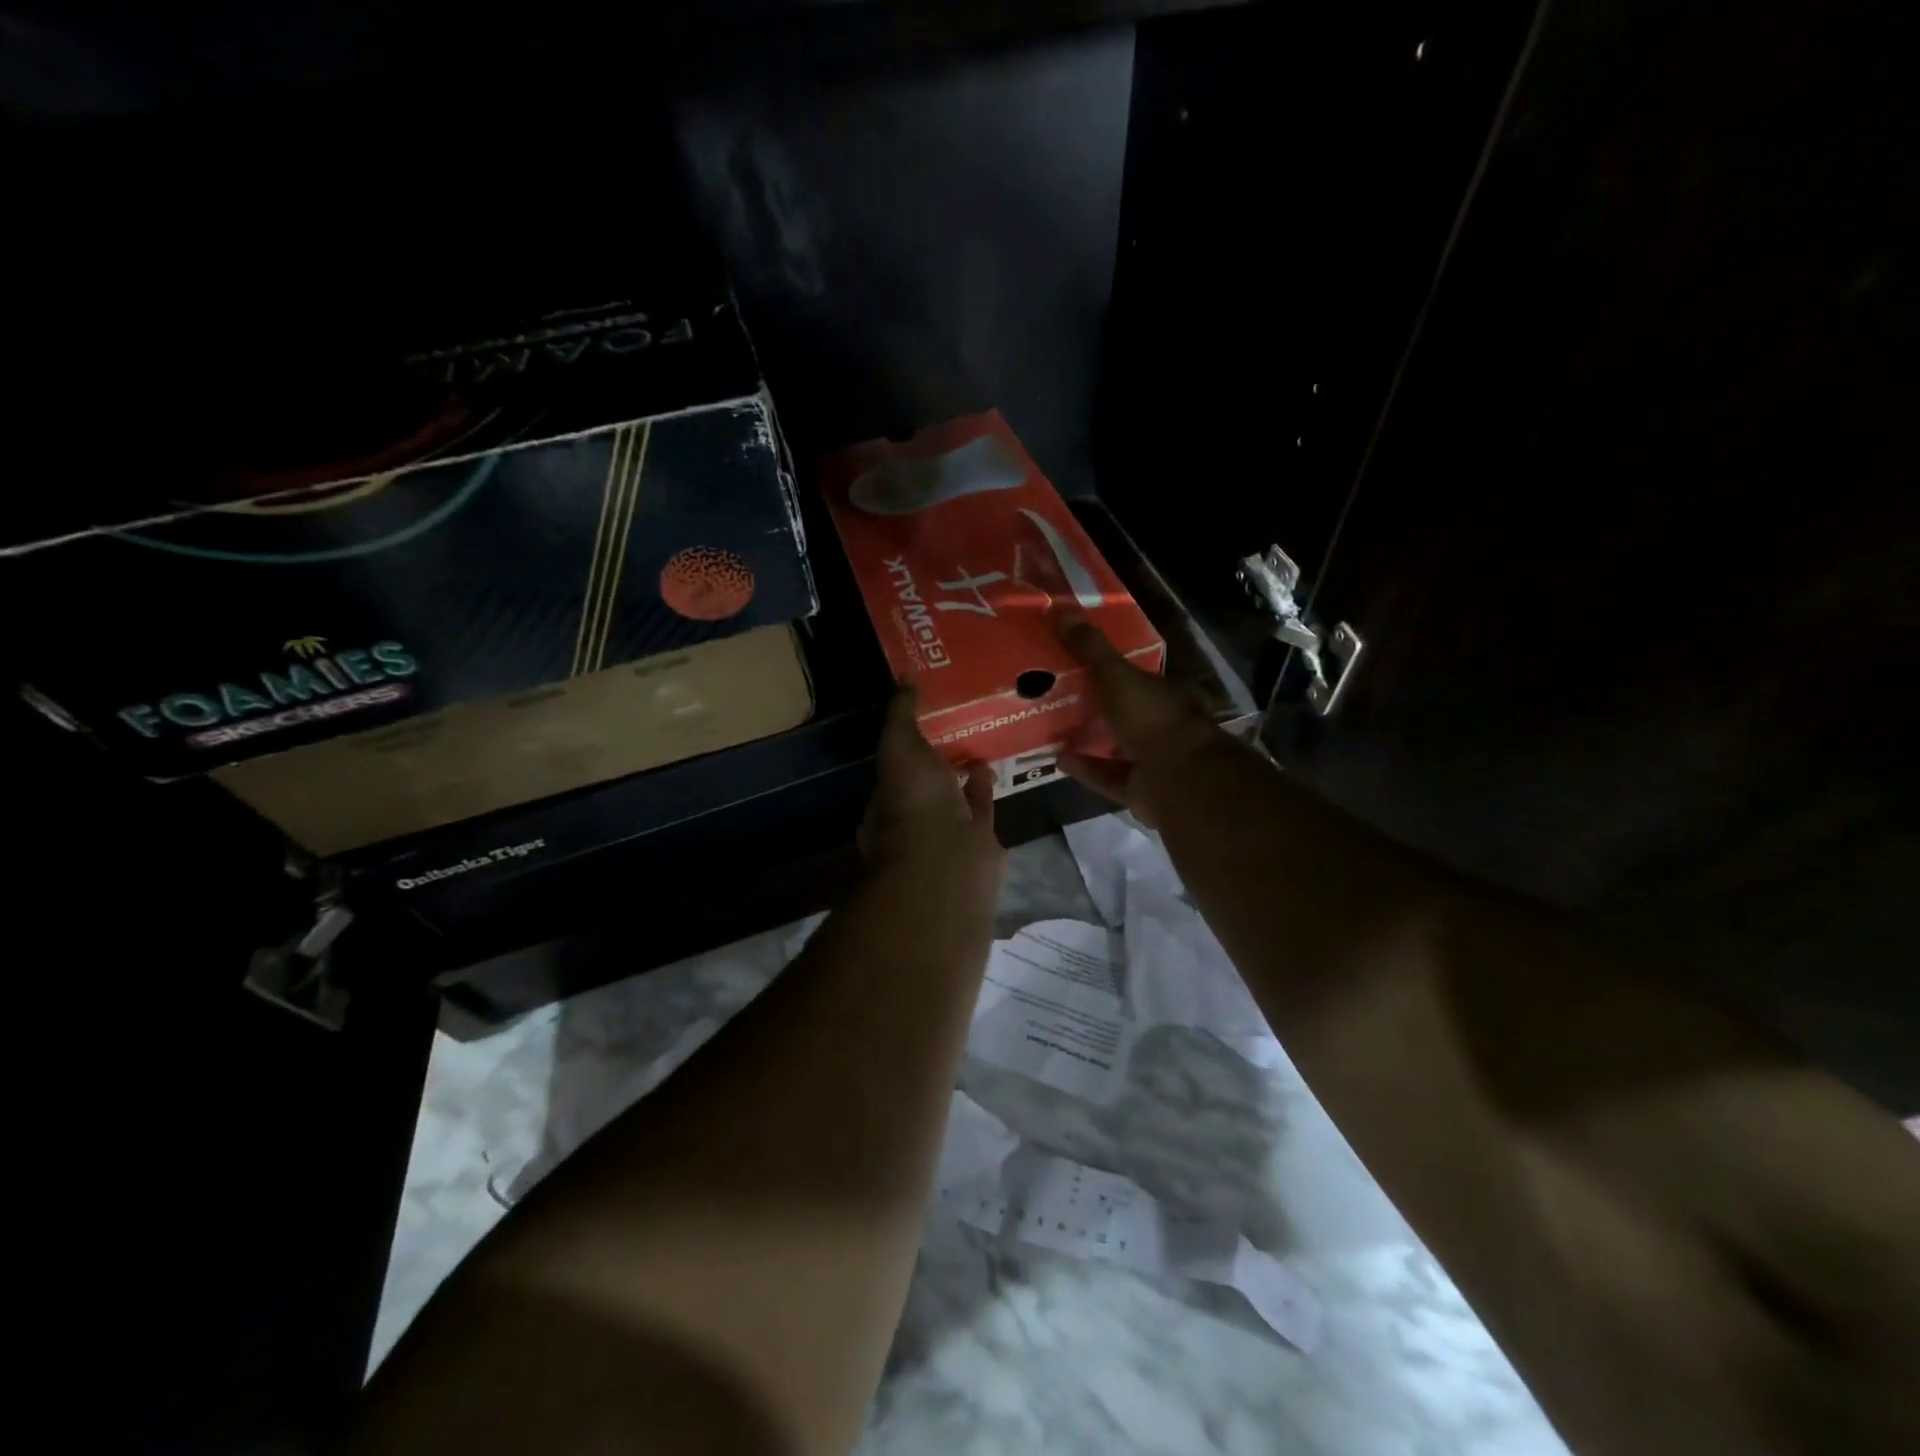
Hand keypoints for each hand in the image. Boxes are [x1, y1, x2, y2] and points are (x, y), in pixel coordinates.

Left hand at [860, 686, 1005, 895]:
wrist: (949, 859)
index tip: (922, 714)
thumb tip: (904, 677)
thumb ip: (901, 715)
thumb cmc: (913, 802)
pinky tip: (992, 764)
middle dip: (935, 758)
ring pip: (953, 795)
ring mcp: (946, 830)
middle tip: (954, 722)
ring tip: (977, 739)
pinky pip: (980, 807)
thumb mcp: (900, 747)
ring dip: (962, 772)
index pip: (893, 764)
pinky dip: (984, 787)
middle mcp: (913, 816)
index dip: (905, 740)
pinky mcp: (977, 840)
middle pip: (925, 781)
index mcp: (886, 796)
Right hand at [1054, 609, 1227, 827]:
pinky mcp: (1139, 789)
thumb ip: (1089, 648)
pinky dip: (1085, 767)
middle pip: (1124, 711)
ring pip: (1116, 745)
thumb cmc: (1151, 718)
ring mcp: (1152, 759)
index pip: (1135, 676)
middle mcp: (1161, 724)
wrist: (1177, 778)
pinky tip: (1057, 758)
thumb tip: (1058, 609)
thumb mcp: (1116, 675)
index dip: (1108, 669)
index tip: (1076, 663)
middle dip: (1097, 705)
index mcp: (1163, 693)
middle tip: (1057, 695)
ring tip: (1052, 727)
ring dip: (1089, 737)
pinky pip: (1106, 775)